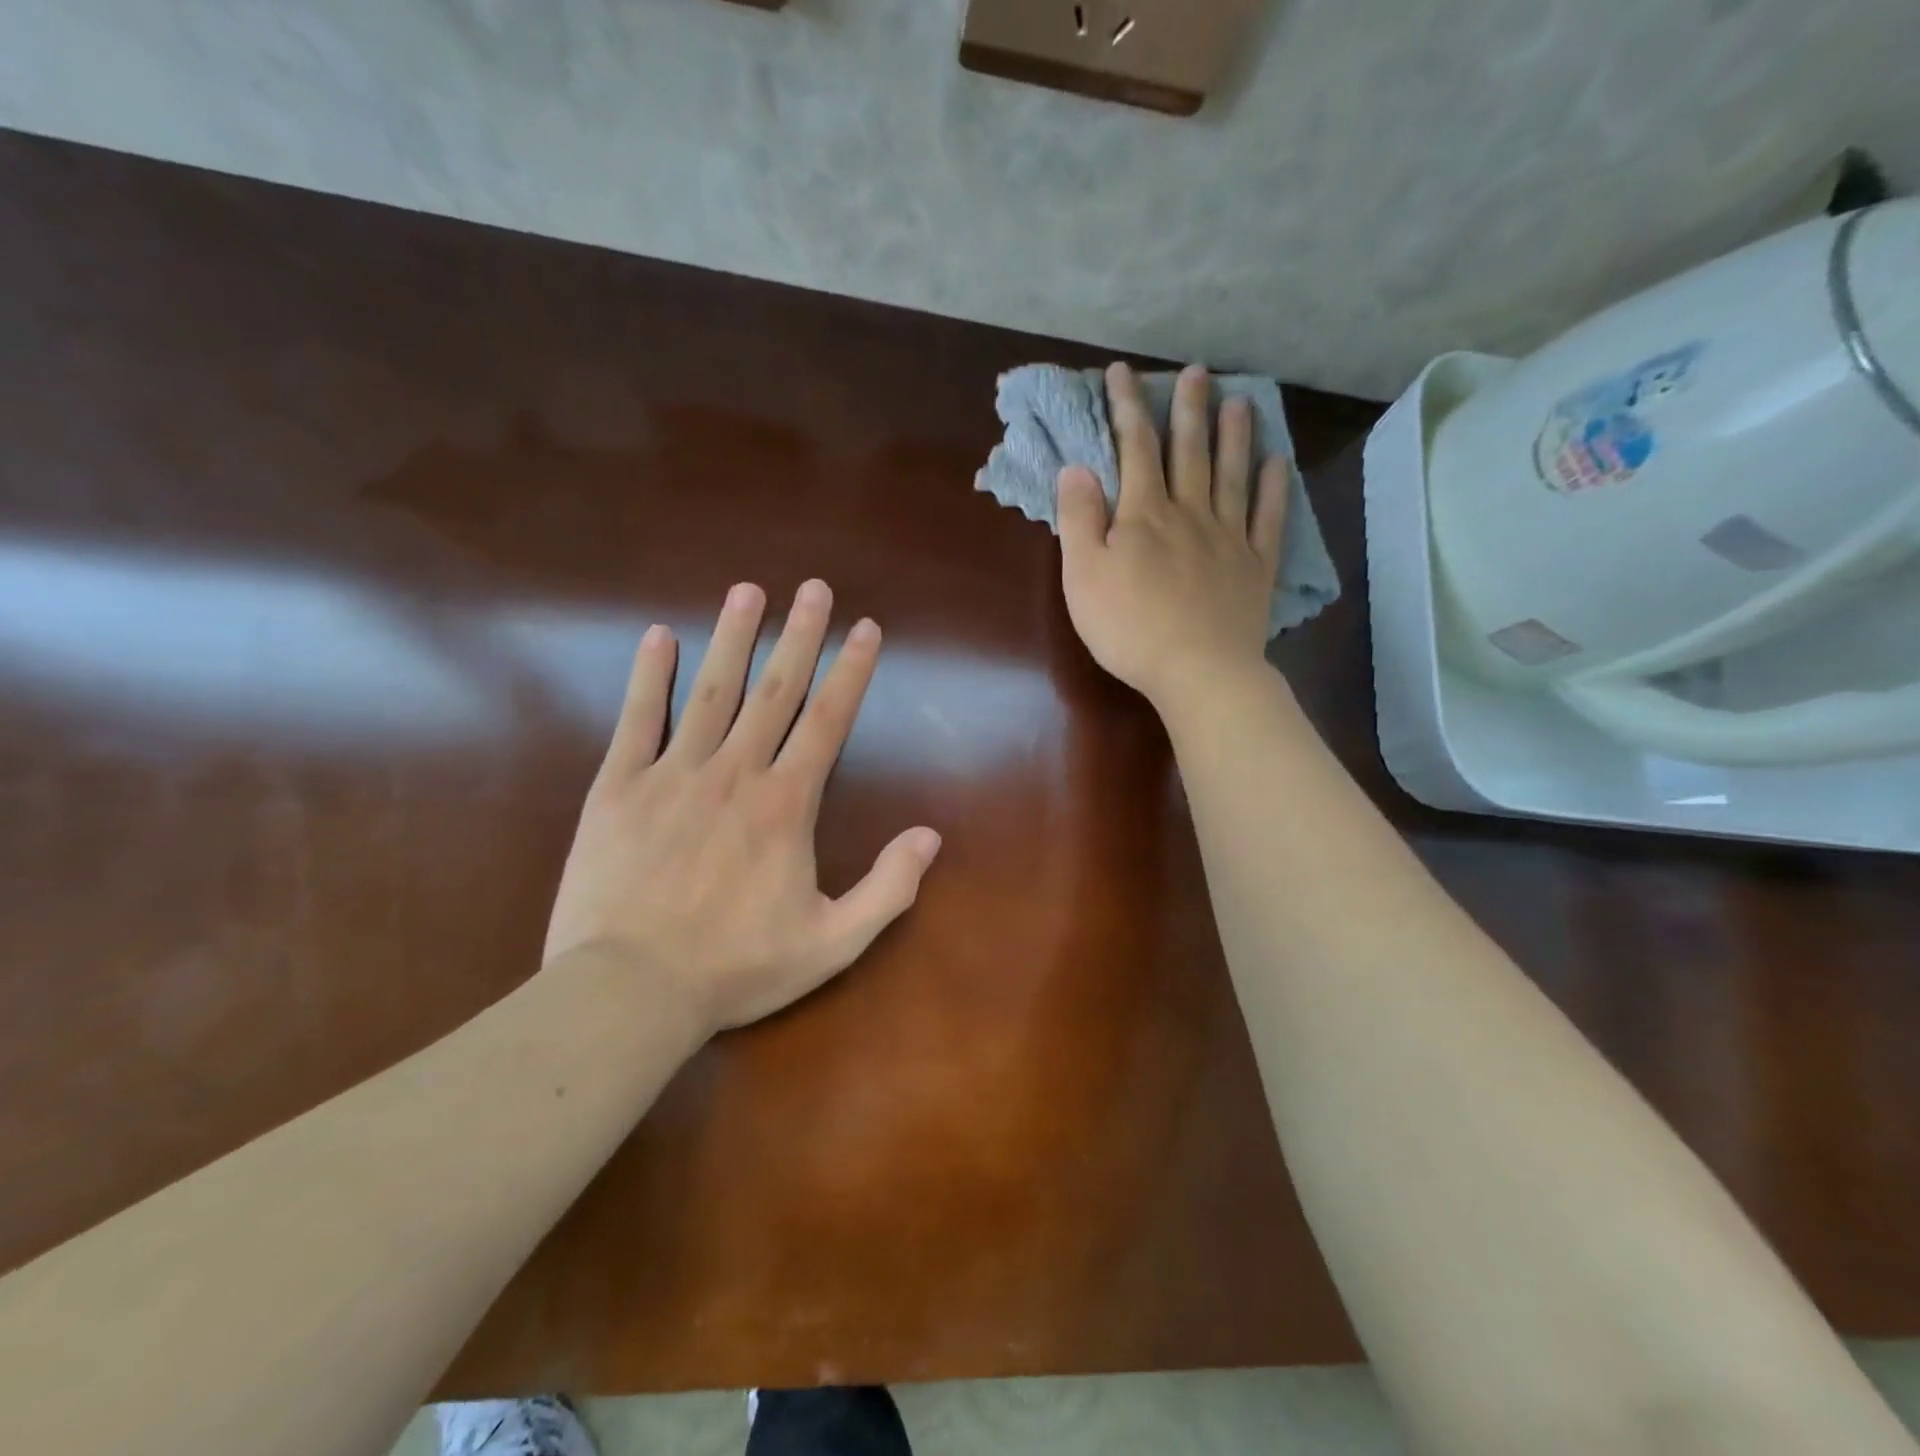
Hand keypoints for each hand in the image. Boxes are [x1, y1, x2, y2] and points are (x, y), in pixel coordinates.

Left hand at [542, 581, 941, 1034]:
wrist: (629, 992)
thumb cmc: (737, 968)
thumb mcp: (833, 943)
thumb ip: (888, 888)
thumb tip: (931, 836)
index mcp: (786, 805)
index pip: (829, 720)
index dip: (851, 670)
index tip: (865, 627)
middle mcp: (735, 773)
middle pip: (775, 690)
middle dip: (799, 635)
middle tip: (813, 587)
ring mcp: (673, 775)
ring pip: (711, 691)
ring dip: (732, 637)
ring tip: (747, 591)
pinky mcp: (618, 789)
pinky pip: (637, 721)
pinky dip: (648, 677)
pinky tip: (658, 638)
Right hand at [1057, 363, 1289, 708]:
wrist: (1197, 670)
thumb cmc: (1129, 627)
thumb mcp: (1083, 576)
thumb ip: (1079, 520)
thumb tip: (1077, 468)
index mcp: (1144, 514)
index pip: (1134, 448)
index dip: (1126, 407)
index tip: (1121, 372)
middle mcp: (1189, 512)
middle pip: (1188, 451)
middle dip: (1187, 408)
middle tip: (1195, 371)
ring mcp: (1228, 536)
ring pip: (1231, 474)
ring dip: (1233, 436)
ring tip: (1238, 402)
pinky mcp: (1255, 565)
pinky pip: (1268, 517)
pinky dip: (1274, 488)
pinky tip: (1278, 463)